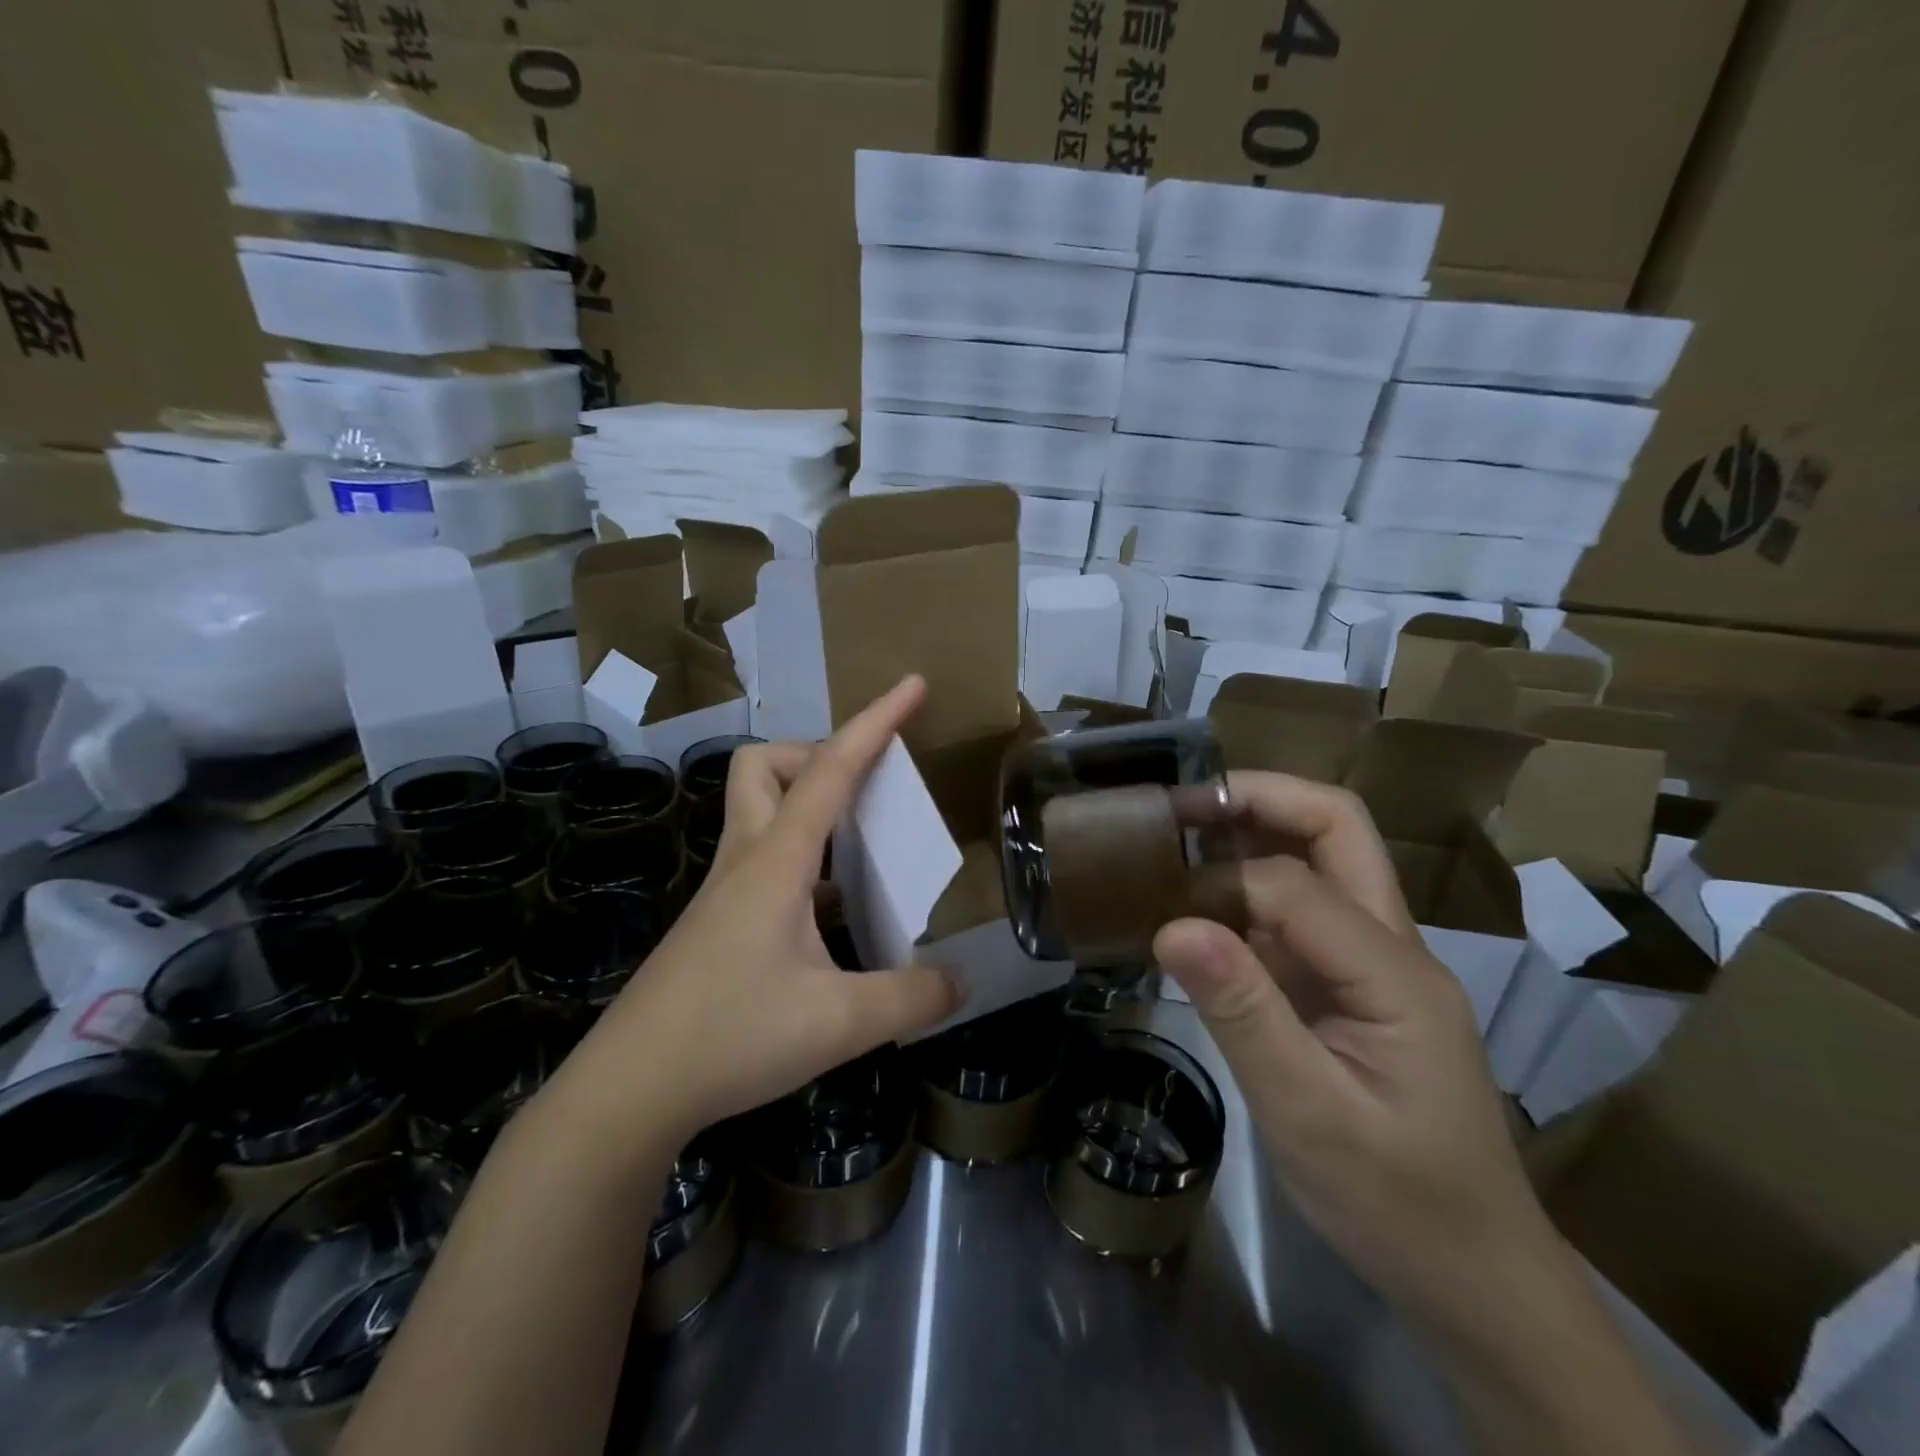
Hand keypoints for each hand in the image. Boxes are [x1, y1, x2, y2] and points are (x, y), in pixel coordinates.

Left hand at [556, 676, 961, 1148]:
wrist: (628, 1090)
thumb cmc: (731, 1038)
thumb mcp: (840, 1023)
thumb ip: (910, 998)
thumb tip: (960, 982)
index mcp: (776, 862)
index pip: (830, 769)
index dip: (876, 722)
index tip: (912, 684)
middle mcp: (745, 860)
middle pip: (763, 766)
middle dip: (815, 756)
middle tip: (864, 792)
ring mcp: (723, 891)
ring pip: (755, 808)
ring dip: (805, 801)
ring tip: (858, 843)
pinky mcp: (715, 921)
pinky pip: (760, 856)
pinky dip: (801, 854)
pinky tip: (829, 906)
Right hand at [1154, 772, 1561, 1329]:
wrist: (1472, 1275)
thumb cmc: (1397, 1203)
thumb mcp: (1310, 1116)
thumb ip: (1244, 1014)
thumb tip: (1171, 926)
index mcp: (1395, 972)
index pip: (1297, 885)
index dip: (1222, 883)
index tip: (1155, 904)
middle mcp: (1392, 945)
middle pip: (1337, 829)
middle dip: (1259, 800)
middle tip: (1178, 806)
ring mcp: (1373, 962)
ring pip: (1320, 861)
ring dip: (1251, 836)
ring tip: (1176, 841)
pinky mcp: (1349, 984)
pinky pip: (1297, 913)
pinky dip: (1244, 893)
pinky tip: (1196, 909)